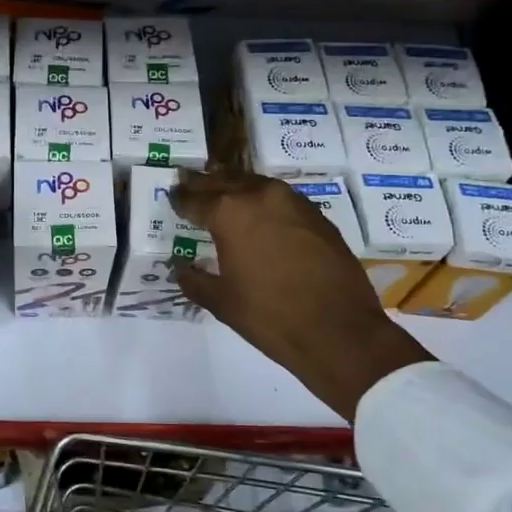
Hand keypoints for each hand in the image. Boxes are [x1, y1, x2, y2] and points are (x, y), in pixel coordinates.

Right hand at [171, 168, 429, 422]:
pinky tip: (258, 212)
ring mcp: (294, 203)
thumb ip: (195, 280)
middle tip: (189, 183)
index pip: (196, 199)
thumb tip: (180, 268)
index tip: (172, 197)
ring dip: (236, 185)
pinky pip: (281, 198)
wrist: (340, 331)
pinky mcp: (317, 216)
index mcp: (230, 213)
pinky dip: (263, 199)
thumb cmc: (270, 317)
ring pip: (255, 184)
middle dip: (204, 183)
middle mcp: (261, 197)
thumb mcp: (222, 302)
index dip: (181, 199)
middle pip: (225, 181)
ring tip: (221, 191)